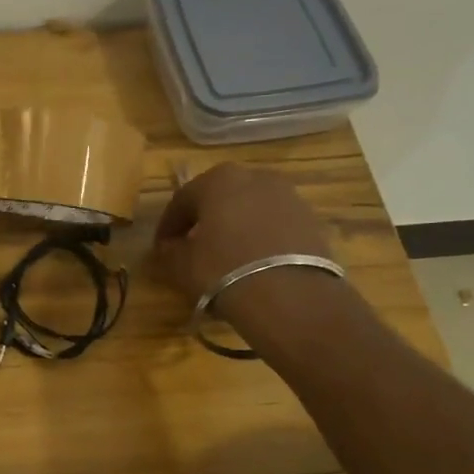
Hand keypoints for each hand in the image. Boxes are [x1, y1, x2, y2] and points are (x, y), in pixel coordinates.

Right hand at [154, 164, 342, 328]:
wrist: (290, 295)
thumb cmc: (223, 270)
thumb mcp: (180, 265)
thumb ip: (168, 251)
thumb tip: (169, 247)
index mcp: (219, 179)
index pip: (182, 200)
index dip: (168, 226)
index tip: (161, 248)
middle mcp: (256, 177)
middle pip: (220, 199)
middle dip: (204, 221)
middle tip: (192, 248)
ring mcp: (289, 196)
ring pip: (250, 211)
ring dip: (235, 229)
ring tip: (226, 258)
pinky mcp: (312, 221)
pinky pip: (274, 227)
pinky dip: (260, 239)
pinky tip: (253, 264)